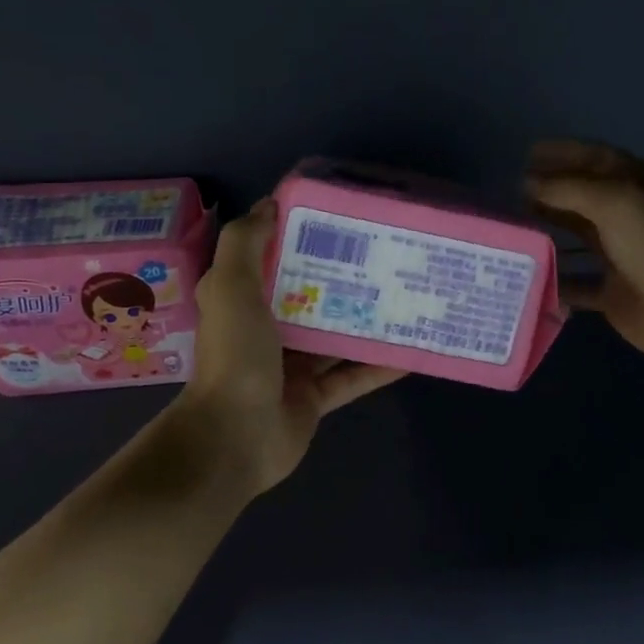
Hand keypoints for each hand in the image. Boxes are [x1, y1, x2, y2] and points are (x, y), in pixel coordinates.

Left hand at [176, 199, 404, 495]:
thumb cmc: (235, 357)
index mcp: (243, 300)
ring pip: (336, 337)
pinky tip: (410, 350)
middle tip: (387, 255)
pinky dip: (377, 366)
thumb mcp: (232, 288)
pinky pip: (352, 376)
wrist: (234, 439)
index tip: (341, 219)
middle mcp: (266, 330)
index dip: (303, 238)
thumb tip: (270, 204)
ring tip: (407, 295)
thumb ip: (245, 244)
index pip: (275, 260)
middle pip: (311, 297)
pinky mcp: (314, 398)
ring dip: (366, 320)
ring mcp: (292, 366)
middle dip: (345, 278)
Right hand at [527, 140, 643, 366]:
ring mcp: (619, 257)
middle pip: (581, 199)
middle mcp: (626, 217)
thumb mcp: (613, 200)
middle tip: (508, 194)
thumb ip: (566, 189)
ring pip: (575, 239)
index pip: (594, 158)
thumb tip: (526, 183)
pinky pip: (574, 286)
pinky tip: (523, 277)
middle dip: (548, 193)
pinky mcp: (611, 294)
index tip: (526, 154)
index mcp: (634, 185)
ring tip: (509, 231)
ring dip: (546, 234)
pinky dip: (552, 283)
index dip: (563, 153)